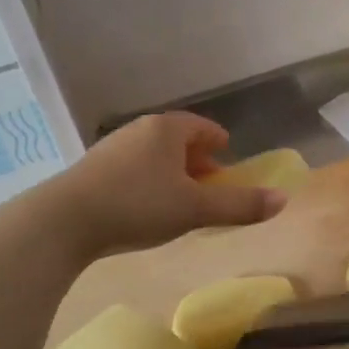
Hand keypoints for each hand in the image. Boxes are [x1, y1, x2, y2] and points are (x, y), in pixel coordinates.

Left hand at [44, 112, 284, 255]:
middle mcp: (138, 131)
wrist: (65, 220)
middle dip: (197, 160)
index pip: (201, 127)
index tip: (227, 154)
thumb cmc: (138, 205)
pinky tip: (147, 206)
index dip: (218, 141)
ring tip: (181, 197)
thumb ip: (239, 205)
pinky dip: (149, 181)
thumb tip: (284, 200)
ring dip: (171, 172)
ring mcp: (112, 149)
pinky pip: (133, 170)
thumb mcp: (195, 209)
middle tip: (211, 182)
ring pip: (152, 155)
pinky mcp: (92, 171)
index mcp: (166, 130)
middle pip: (176, 140)